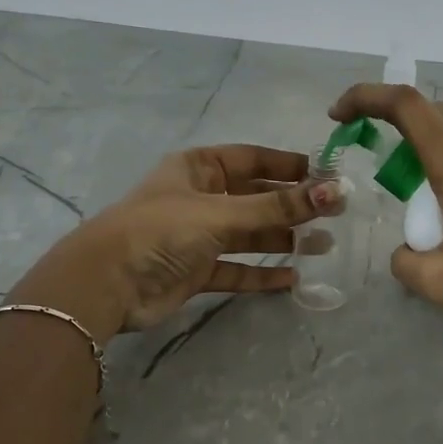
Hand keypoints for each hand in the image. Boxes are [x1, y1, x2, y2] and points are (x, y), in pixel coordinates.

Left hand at [8, 145, 338, 338]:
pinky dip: (262, 272)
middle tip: (335, 215)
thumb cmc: (161, 230)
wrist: (107, 284)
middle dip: (293, 206)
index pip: (253, 159)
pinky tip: (293, 278)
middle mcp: (201, 197)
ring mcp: (198, 236)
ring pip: (249, 234)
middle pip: (256, 197)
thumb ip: (276, 208)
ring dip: (283, 239)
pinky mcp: (197, 271)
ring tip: (324, 246)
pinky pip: (237, 268)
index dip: (289, 166)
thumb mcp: (220, 213)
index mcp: (199, 168)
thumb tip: (334, 192)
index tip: (328, 175)